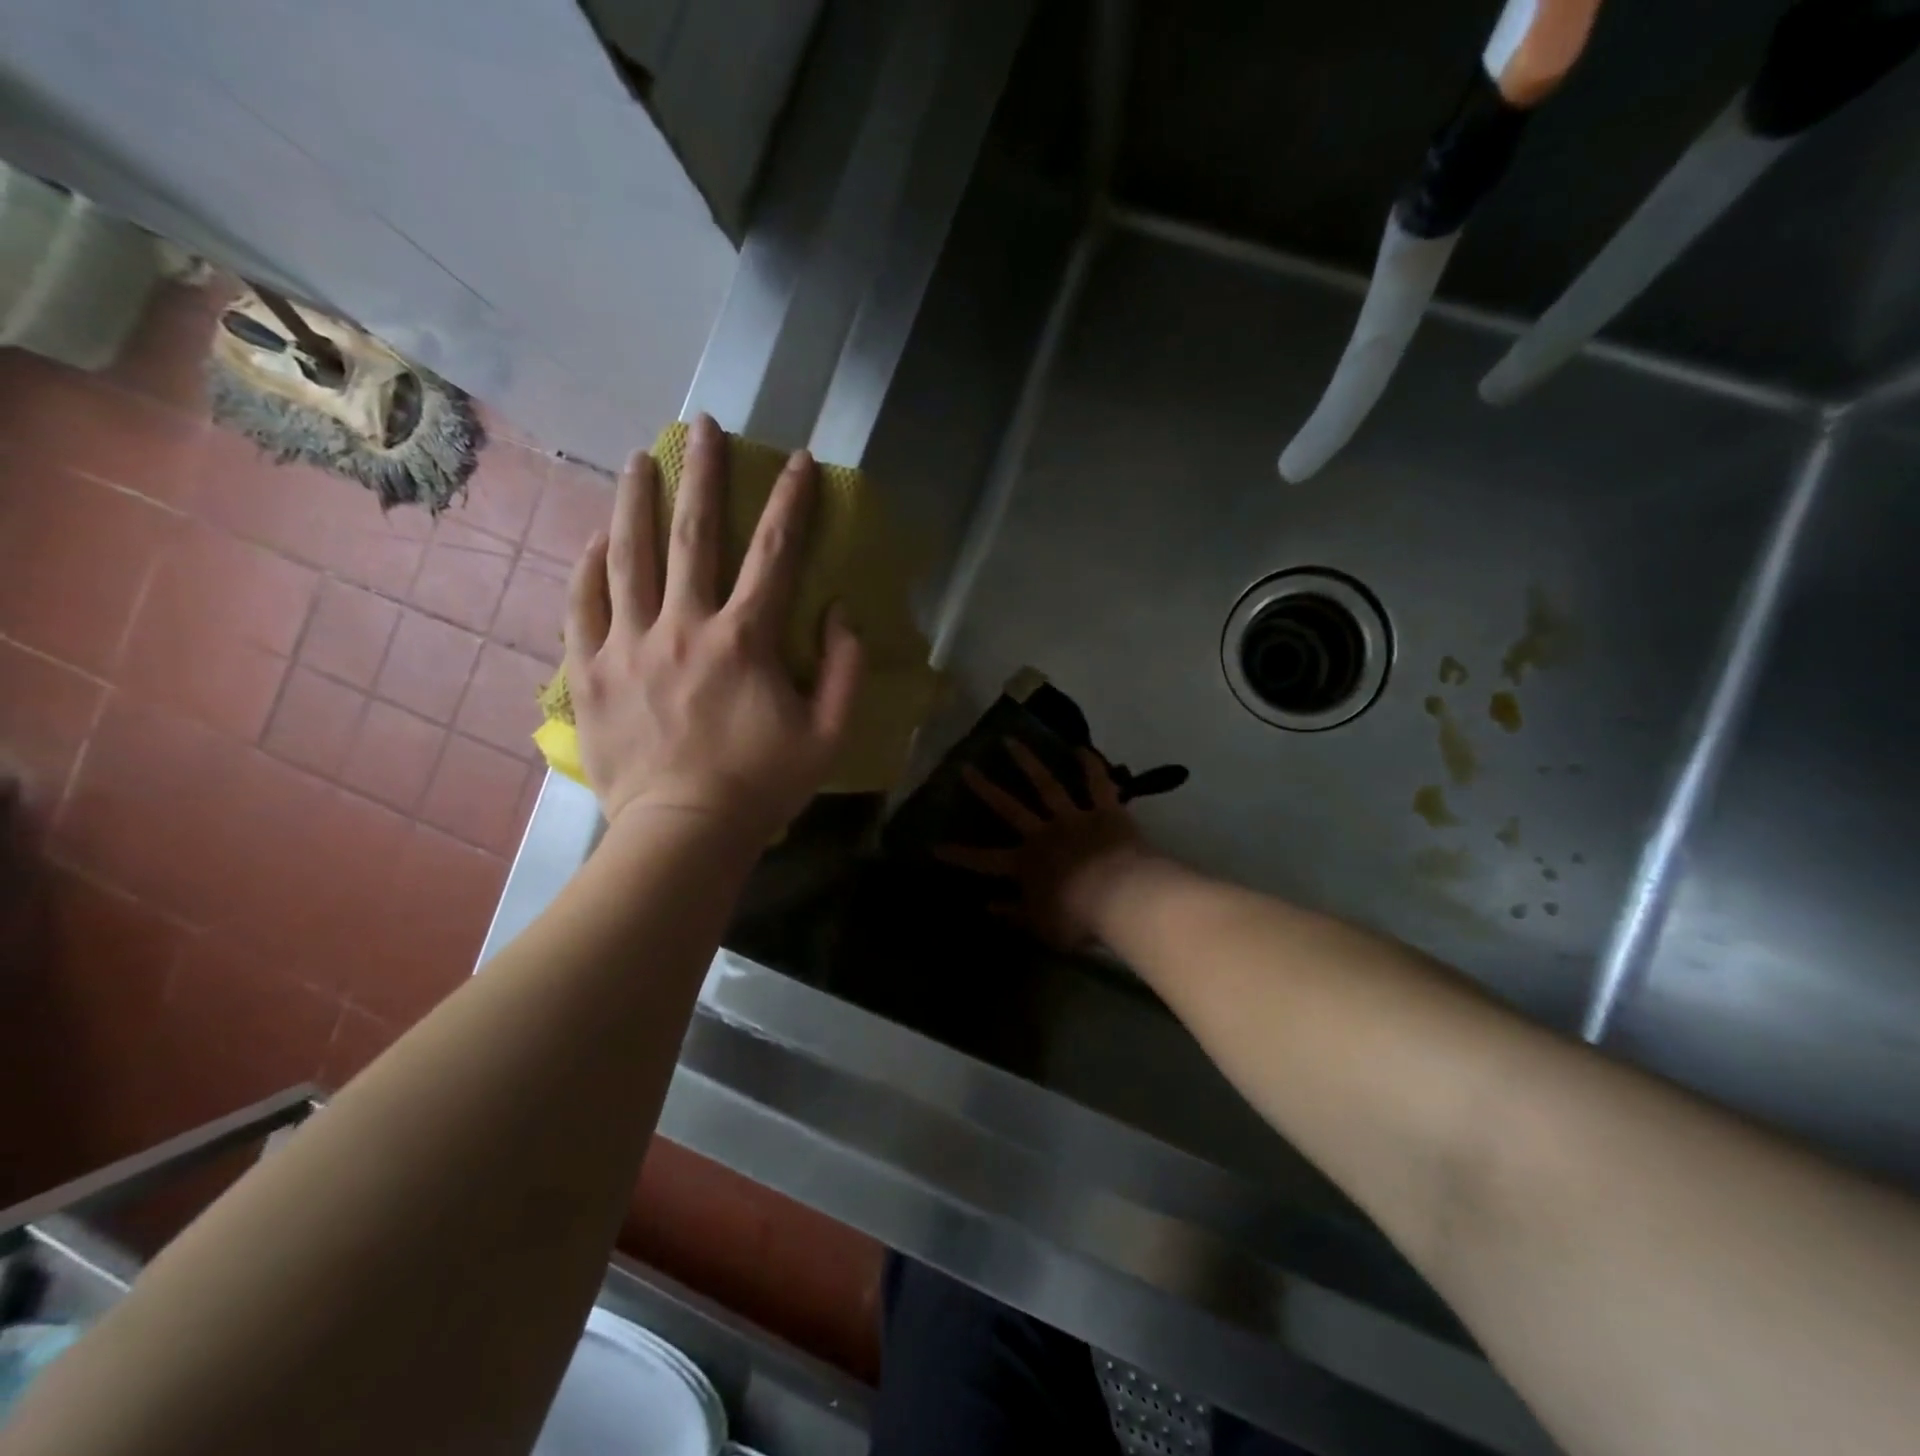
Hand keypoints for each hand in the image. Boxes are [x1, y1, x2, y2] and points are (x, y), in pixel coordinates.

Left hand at [564, 414, 863, 843]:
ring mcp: (630, 646)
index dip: (792, 502)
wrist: (682, 834)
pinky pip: (583, 607)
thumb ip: (844, 671)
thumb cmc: (761, 786)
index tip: (799, 460)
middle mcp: (684, 627)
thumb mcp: (828, 736)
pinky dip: (588, 569)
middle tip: (702, 426)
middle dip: (702, 475)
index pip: (775, 554)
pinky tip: (594, 542)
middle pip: (693, 536)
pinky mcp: (592, 672)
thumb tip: (839, 613)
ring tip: (638, 460)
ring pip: (629, 557)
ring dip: (636, 502)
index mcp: (745, 641)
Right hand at [937, 740, 1148, 948]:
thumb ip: (1014, 913)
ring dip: (1028, 762)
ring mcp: (1074, 818)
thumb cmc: (1078, 918)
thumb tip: (987, 905)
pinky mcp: (1105, 811)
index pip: (984, 860)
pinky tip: (1082, 748)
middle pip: (1009, 807)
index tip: (934, 845)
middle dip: (985, 788)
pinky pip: (1097, 785)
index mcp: (1026, 864)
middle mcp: (1044, 834)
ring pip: (1046, 785)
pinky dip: (1091, 766)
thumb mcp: (1041, 925)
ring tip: (1010, 740)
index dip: (959, 854)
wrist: (1122, 897)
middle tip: (966, 767)